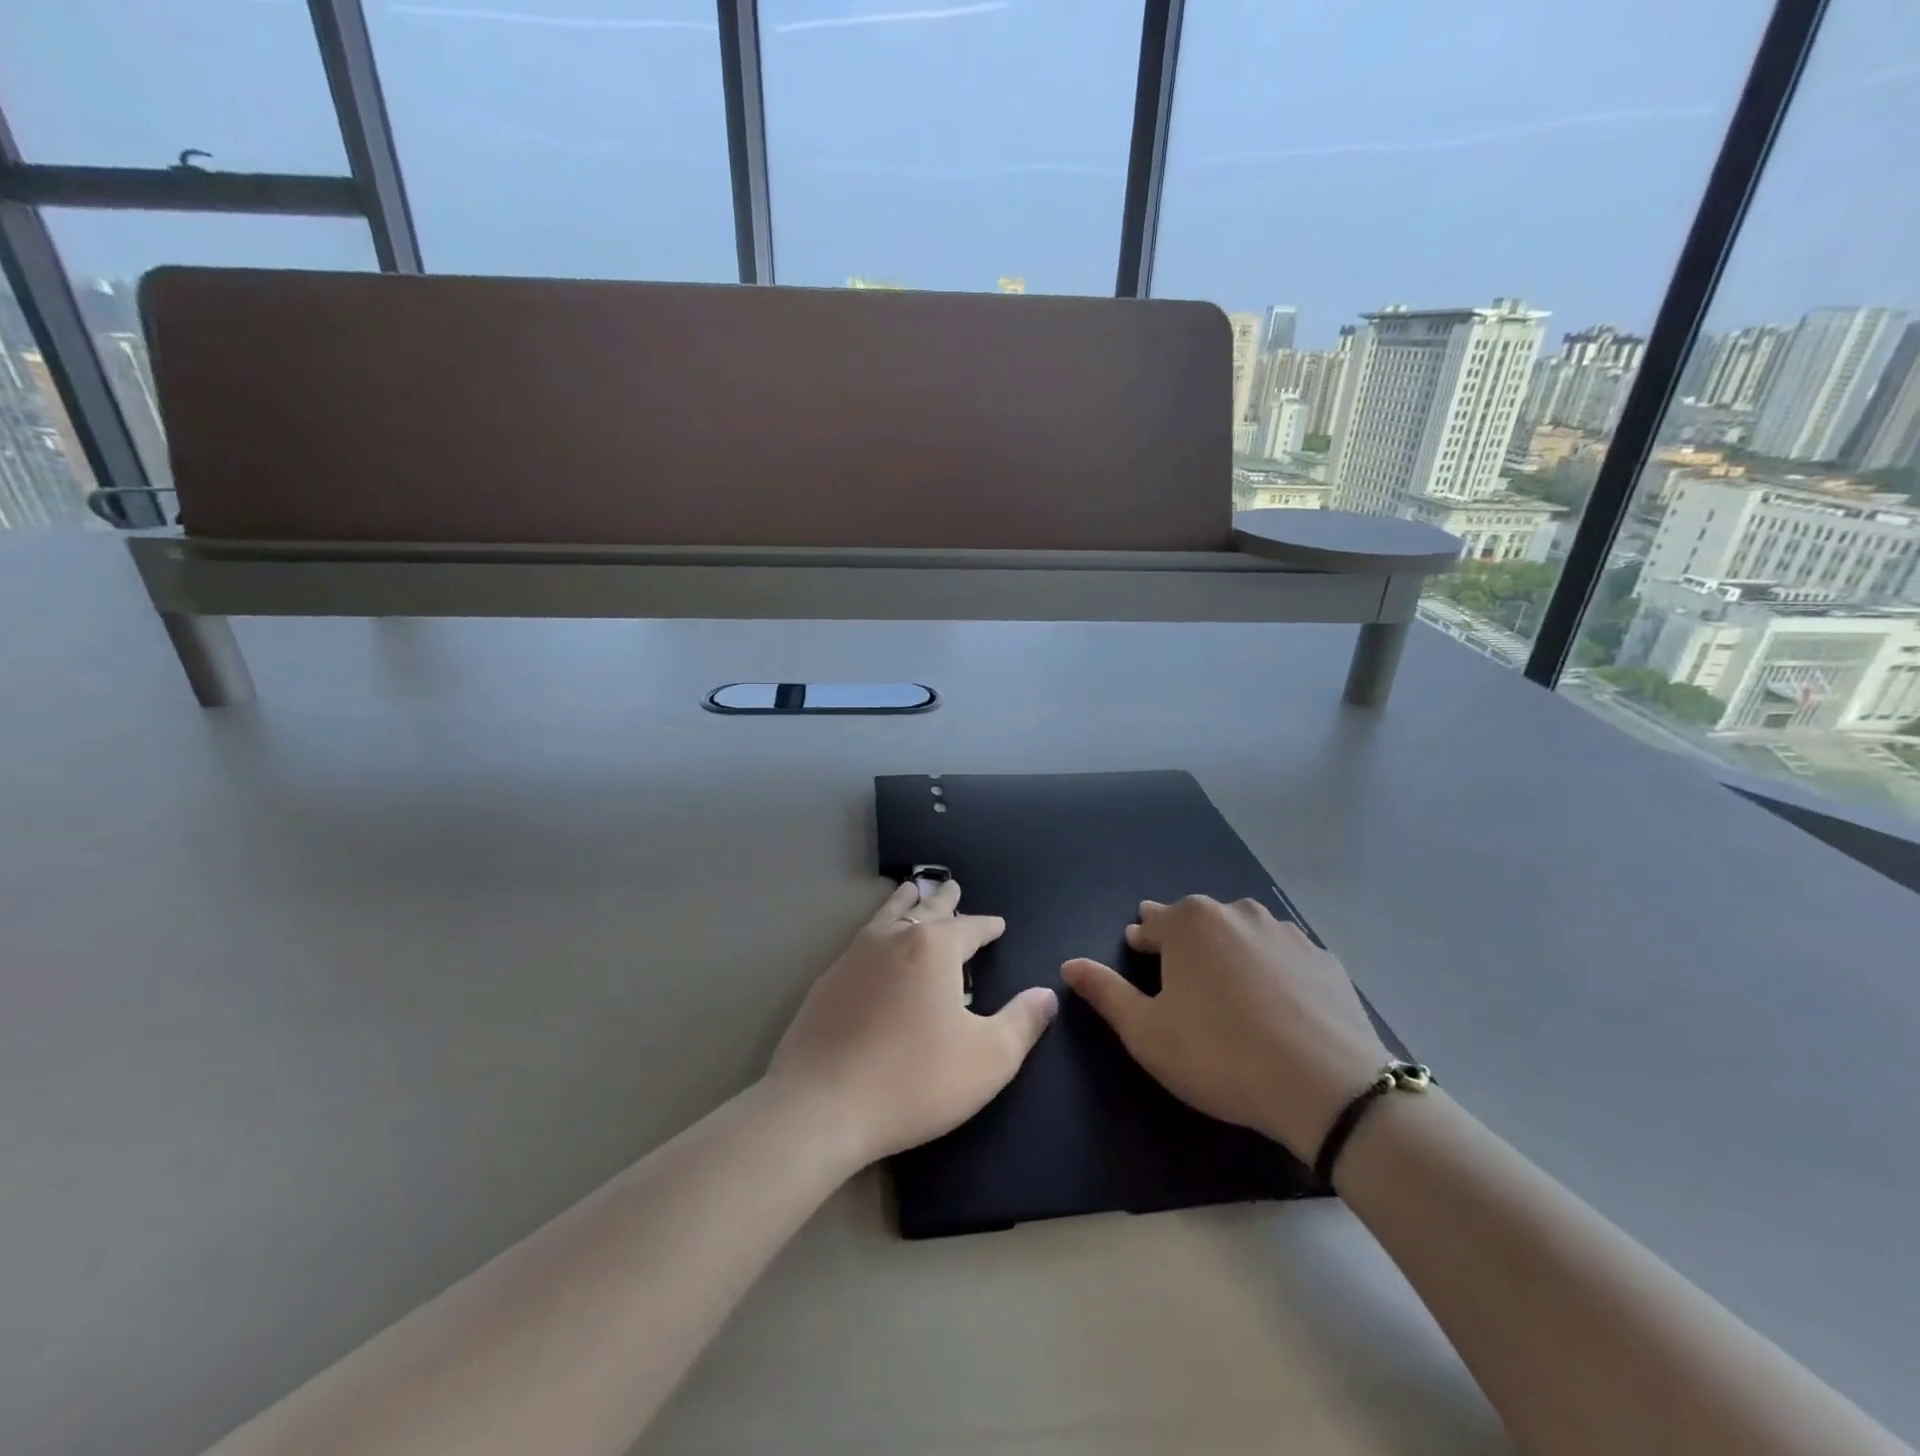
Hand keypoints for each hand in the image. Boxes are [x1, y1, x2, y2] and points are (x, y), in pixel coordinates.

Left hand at [766, 879, 1057, 1172]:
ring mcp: (853, 957)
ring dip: (905, 902)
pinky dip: (878, 929)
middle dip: (943, 899)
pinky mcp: (827, 981)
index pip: (968, 927)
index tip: (997, 924)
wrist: (820, 1105)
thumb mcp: (989, 1058)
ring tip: (911, 889)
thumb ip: (1023, 1022)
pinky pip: (862, 940)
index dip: (986, 926)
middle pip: (925, 909)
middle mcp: (893, 939)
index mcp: (934, 948)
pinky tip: (873, 943)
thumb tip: (1046, 994)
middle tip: (952, 886)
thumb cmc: (914, 1078)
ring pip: (887, 916)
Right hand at [1062, 896, 1388, 1159]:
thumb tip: (1069, 964)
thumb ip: (1104, 992)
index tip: (1139, 954)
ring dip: (1229, 952)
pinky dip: (1272, 970)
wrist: (1329, 1088)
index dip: (1142, 940)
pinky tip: (1276, 1003)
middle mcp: (1237, 912)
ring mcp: (1287, 933)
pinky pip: (1283, 956)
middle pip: (1198, 921)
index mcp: (1190, 922)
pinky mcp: (1325, 959)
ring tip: (1228, 989)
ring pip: (1243, 933)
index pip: (1152, 922)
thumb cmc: (1220, 1056)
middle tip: (1180, 975)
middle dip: (1184, 941)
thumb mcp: (1146, 1032)